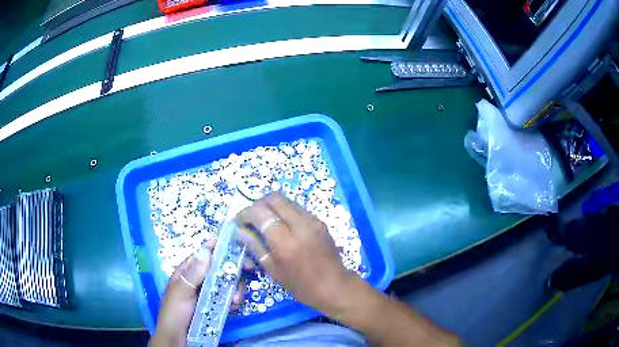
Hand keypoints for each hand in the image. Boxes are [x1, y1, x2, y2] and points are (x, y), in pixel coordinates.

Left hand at [150, 242, 247, 346]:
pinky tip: (234, 306)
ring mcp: (209, 293)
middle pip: (220, 268)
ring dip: (235, 288)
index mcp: (187, 272)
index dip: (218, 249)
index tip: (235, 245)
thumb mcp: (181, 292)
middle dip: (233, 270)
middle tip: (248, 268)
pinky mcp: (216, 306)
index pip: (204, 255)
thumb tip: (206, 250)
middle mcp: (200, 280)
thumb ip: (194, 273)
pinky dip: (235, 300)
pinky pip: (229, 298)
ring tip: (235, 298)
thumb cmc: (175, 312)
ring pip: (227, 283)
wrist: (178, 337)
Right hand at [237, 192, 356, 313]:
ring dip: (271, 206)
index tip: (238, 220)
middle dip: (258, 204)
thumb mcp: (273, 270)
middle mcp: (300, 225)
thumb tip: (240, 230)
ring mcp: (313, 220)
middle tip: (251, 218)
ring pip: (286, 200)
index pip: (260, 213)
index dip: (245, 213)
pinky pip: (296, 208)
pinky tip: (280, 225)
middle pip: (274, 198)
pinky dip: (284, 211)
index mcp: (286, 242)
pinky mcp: (320, 221)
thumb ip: (255, 246)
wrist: (335, 286)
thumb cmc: (302, 285)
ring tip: (264, 221)